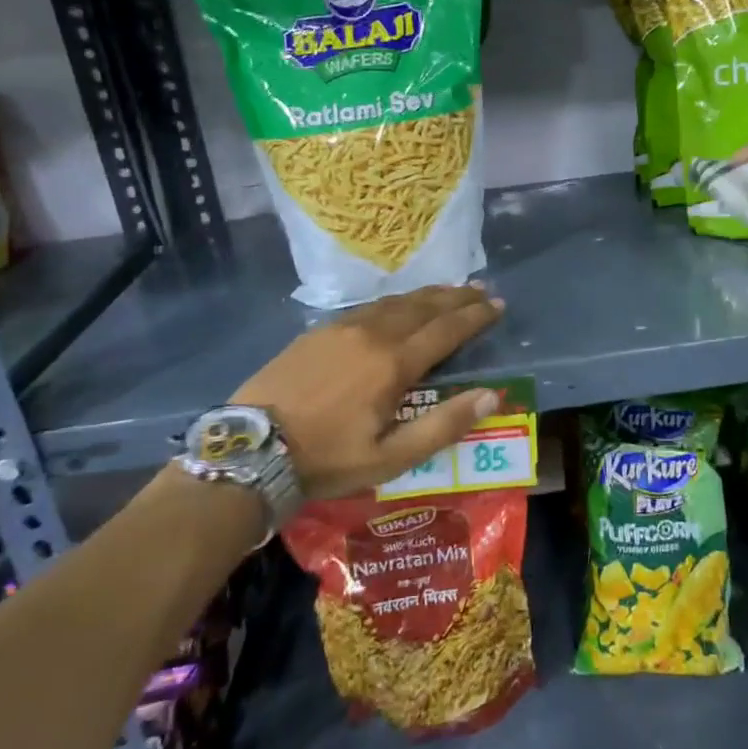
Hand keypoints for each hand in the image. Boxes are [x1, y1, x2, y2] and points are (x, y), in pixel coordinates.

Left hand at [232, 284, 504, 498]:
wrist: (250, 448)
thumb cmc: (327, 458)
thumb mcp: (392, 457)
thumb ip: (444, 425)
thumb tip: (491, 395)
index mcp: (393, 363)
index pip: (446, 330)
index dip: (475, 316)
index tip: (497, 305)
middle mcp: (372, 334)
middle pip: (423, 307)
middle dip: (456, 297)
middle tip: (481, 290)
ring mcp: (342, 328)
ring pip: (395, 302)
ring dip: (427, 296)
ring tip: (448, 291)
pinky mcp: (318, 331)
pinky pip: (368, 307)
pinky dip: (395, 302)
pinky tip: (397, 306)